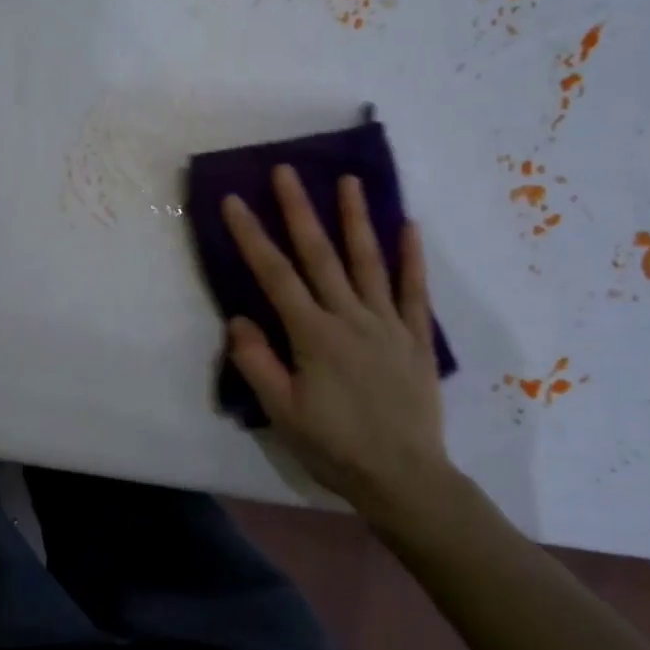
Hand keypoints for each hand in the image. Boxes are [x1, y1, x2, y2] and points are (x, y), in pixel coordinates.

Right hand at [222, 167, 453, 517]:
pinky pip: (414, 290)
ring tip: (350, 180)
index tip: (234, 201)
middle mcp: (349, 317)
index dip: (252, 236)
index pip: (275, 275)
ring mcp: (387, 323)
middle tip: (287, 171)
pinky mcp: (415, 337)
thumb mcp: (283, 414)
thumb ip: (258, 363)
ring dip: (356, 219)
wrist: (404, 478)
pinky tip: (409, 226)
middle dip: (299, 210)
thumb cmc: (335, 447)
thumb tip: (239, 319)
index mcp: (313, 335)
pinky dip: (412, 257)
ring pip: (368, 261)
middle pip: (320, 255)